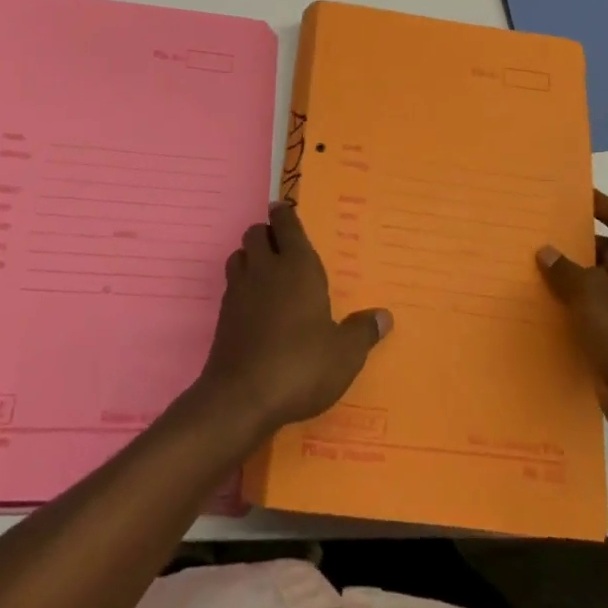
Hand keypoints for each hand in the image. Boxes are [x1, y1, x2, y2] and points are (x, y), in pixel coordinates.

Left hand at [198, 202, 392, 433]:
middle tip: (280, 245)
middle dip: (266, 233)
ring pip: (239, 254)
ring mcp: (239, 289)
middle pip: (256, 232)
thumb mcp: (344, 355)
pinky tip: (253, 305)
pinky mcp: (222, 314)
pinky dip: (240, 284)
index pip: (287, 224)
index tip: (284, 210)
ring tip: (265, 271)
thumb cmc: (301, 366)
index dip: (285, 214)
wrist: (242, 397)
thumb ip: (363, 332)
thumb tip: (385, 316)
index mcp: (297, 266)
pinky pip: (230, 283)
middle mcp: (266, 268)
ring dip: (250, 256)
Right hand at [537, 191, 607, 429]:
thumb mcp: (589, 291)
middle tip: (541, 231)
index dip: (601, 204)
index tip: (573, 195)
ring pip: (598, 280)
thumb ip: (564, 268)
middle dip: (576, 242)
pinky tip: (544, 301)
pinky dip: (574, 302)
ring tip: (534, 264)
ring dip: (571, 275)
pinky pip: (595, 308)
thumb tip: (546, 252)